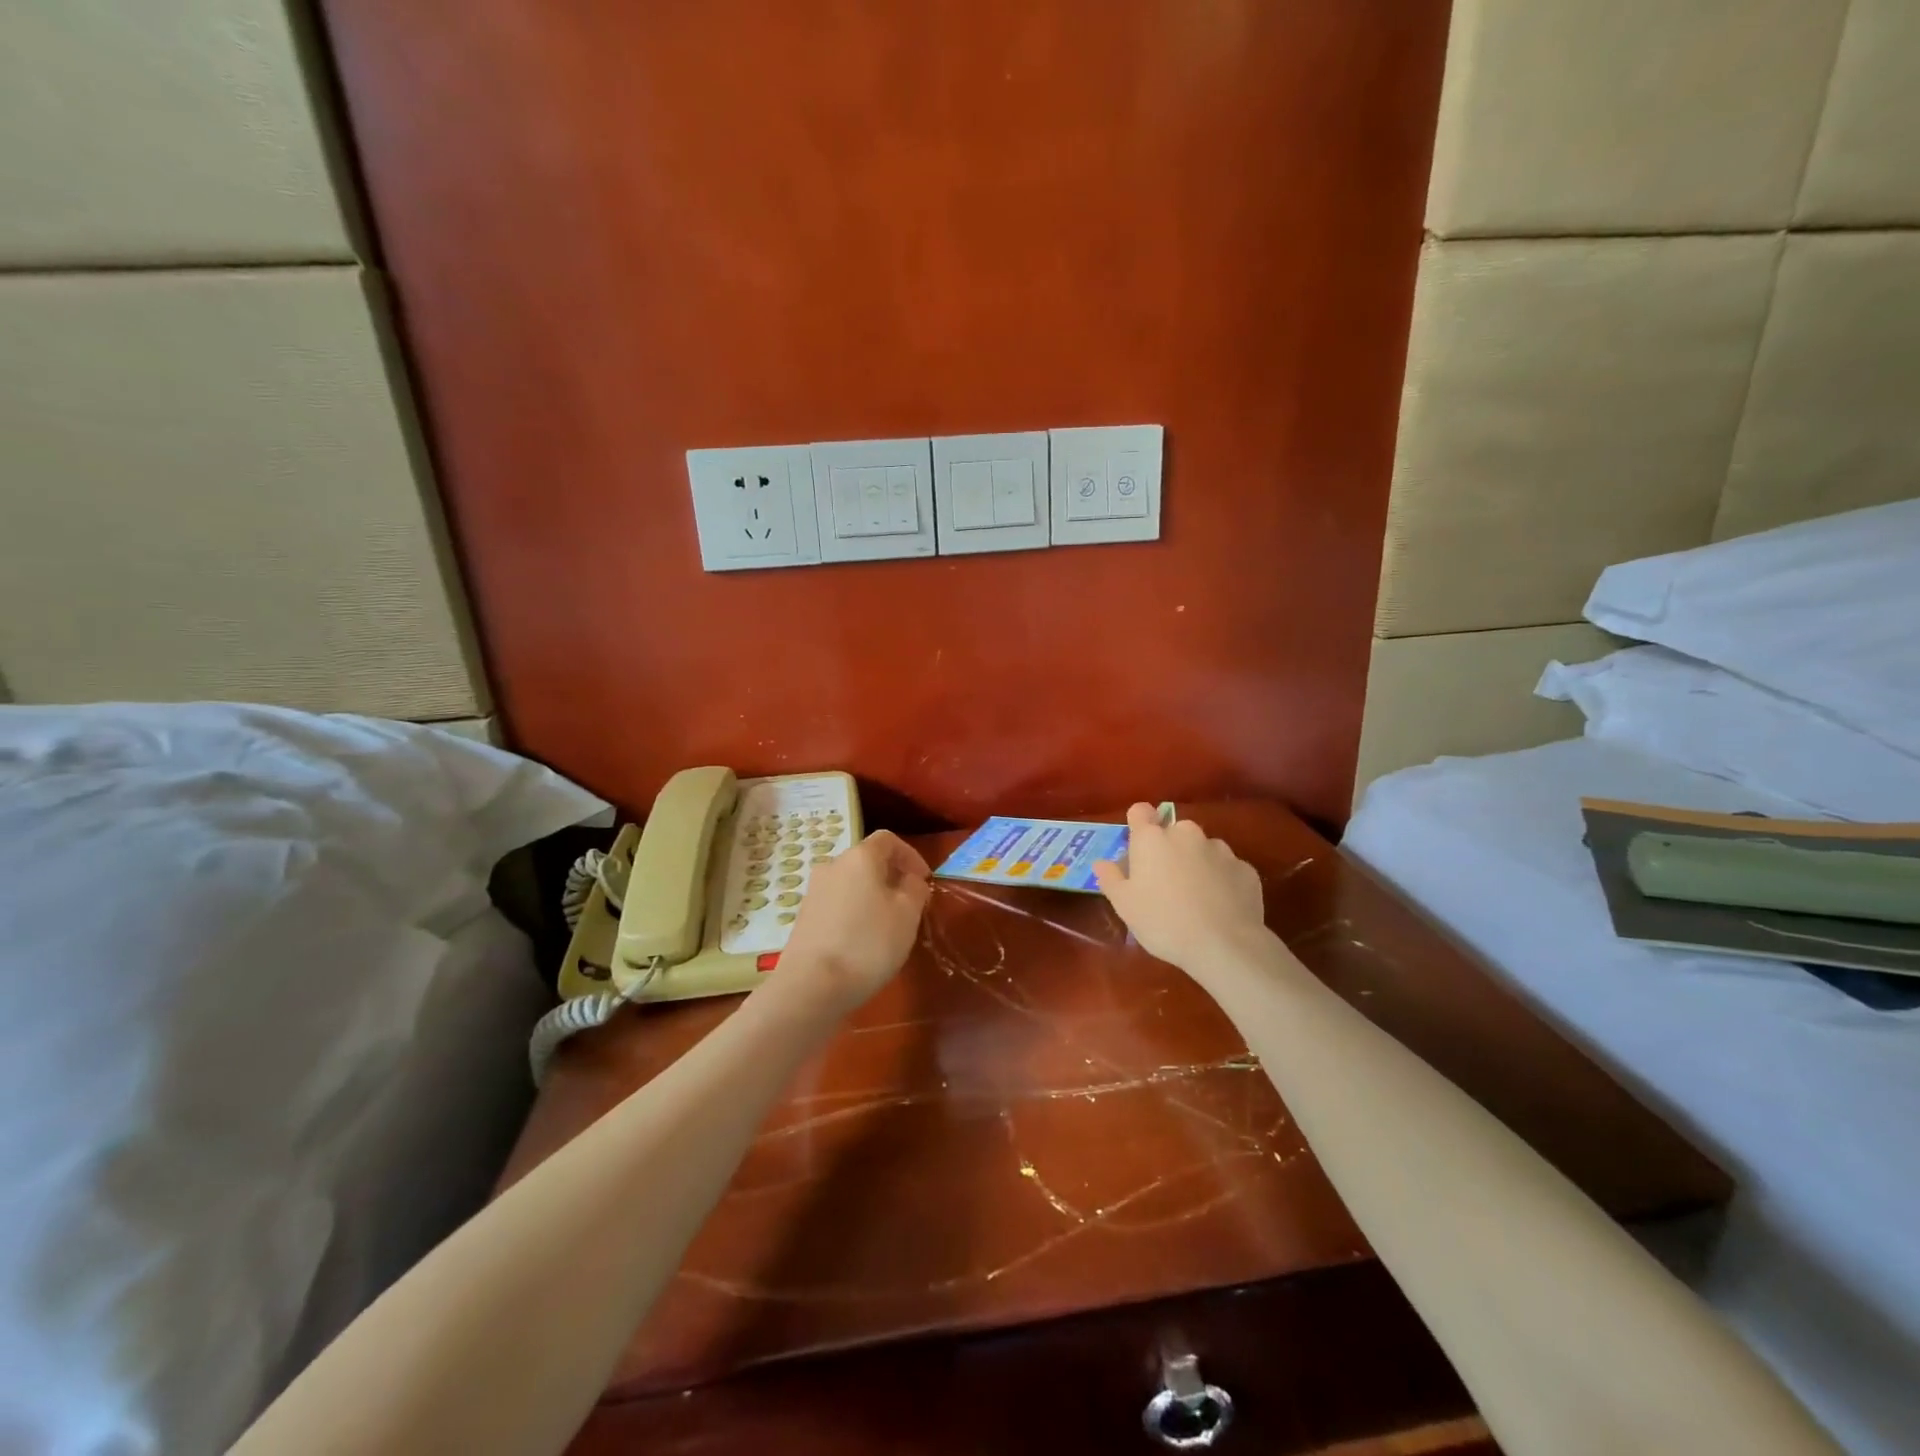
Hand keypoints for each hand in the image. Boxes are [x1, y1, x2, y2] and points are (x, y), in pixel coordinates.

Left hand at [781, 829, 931, 1011]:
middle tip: (909, 904)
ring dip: (873, 896)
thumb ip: (915, 889)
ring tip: (888, 925)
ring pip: (852, 884)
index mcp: (860, 857)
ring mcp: (814, 892)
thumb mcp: (907, 914)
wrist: (812, 985)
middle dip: (892, 877)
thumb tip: (910, 880)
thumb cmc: (868, 943)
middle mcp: (832, 866)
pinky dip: (854, 912)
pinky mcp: (804, 917)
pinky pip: (837, 904)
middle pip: (867, 861)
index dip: (910, 855)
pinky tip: (862, 941)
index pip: (888, 839)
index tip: (924, 880)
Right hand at [1093, 804, 1267, 975]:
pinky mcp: (1246, 869)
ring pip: (1202, 849)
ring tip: (1196, 898)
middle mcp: (1187, 834)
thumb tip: (1102, 862)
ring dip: (1196, 864)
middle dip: (1169, 850)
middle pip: (1173, 832)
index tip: (1138, 848)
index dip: (1138, 824)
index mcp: (1152, 838)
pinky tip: (1220, 907)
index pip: (1140, 811)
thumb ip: (1111, 878)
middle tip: (1164, 884)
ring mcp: (1220, 849)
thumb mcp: (1124, 905)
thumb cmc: (1163, 922)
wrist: (1225, 945)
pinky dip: (1222, 881)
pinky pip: (1227, 869)